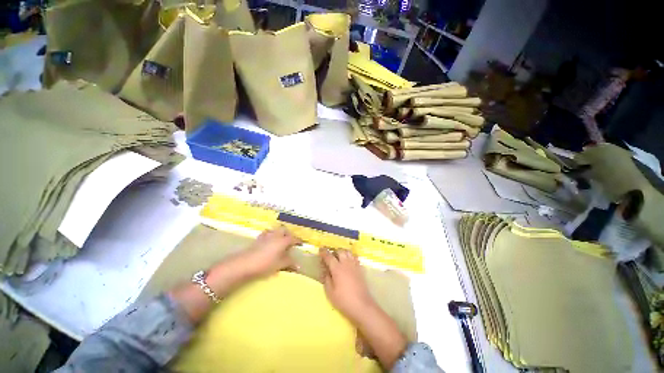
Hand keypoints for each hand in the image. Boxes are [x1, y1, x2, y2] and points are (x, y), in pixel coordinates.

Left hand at [235, 226, 301, 277]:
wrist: (245, 263)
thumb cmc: (266, 264)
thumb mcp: (280, 265)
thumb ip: (289, 263)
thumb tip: (298, 266)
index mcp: (283, 240)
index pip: (293, 238)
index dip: (298, 241)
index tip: (301, 243)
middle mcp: (276, 235)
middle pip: (284, 230)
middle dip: (288, 234)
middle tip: (290, 240)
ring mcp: (266, 236)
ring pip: (275, 230)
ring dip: (279, 233)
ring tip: (280, 239)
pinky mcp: (258, 239)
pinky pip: (266, 233)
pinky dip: (270, 235)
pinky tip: (268, 241)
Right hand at [320, 249, 376, 322]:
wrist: (361, 305)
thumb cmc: (344, 300)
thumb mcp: (330, 292)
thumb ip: (326, 279)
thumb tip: (326, 271)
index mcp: (337, 269)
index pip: (329, 256)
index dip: (324, 252)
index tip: (320, 249)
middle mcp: (346, 264)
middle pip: (340, 251)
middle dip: (334, 251)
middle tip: (331, 256)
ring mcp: (354, 265)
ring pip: (348, 252)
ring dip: (343, 252)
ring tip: (339, 258)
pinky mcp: (360, 269)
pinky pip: (355, 257)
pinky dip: (350, 256)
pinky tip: (348, 262)